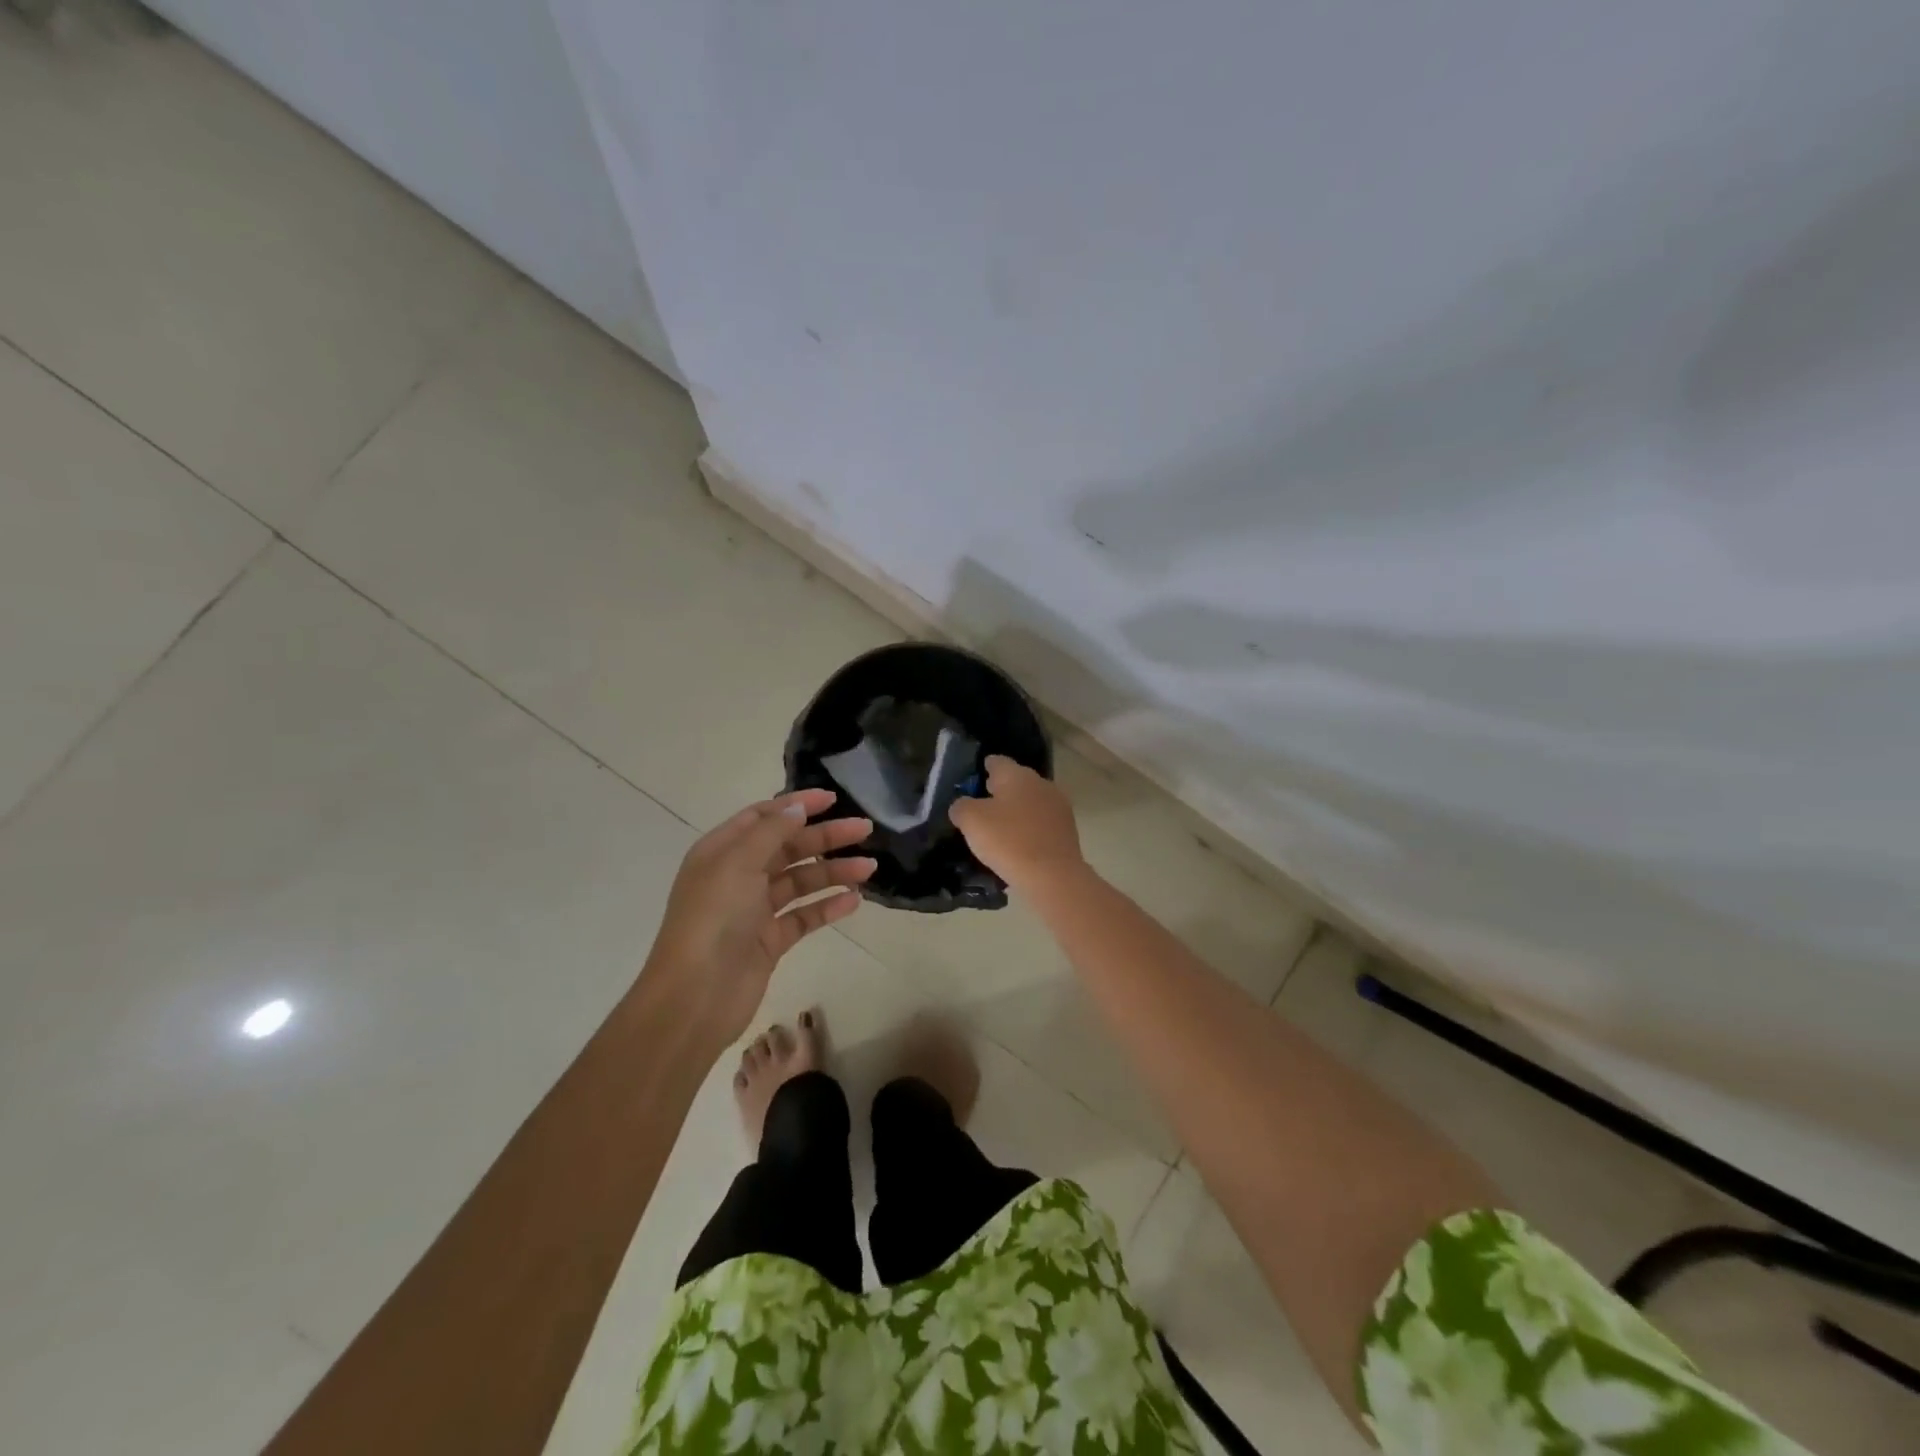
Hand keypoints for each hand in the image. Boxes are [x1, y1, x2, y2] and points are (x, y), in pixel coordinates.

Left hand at [643, 789, 874, 1048]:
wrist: (695, 996)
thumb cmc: (713, 919)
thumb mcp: (738, 863)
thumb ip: (771, 832)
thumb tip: (798, 809)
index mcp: (721, 852)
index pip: (763, 817)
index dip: (797, 805)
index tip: (833, 799)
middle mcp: (737, 876)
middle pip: (788, 847)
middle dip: (825, 837)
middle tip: (865, 829)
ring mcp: (754, 910)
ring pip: (800, 881)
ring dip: (833, 871)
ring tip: (869, 868)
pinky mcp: (769, 941)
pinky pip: (804, 916)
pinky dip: (827, 906)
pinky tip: (854, 900)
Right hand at [947, 756, 1083, 890]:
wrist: (1053, 876)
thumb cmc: (1008, 841)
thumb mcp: (971, 821)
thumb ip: (961, 806)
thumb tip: (963, 805)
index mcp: (1017, 775)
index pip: (996, 761)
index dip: (982, 769)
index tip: (972, 782)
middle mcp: (1041, 783)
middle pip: (1016, 781)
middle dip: (999, 792)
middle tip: (981, 808)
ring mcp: (1058, 806)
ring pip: (1031, 802)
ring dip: (1016, 812)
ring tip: (999, 830)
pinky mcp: (1068, 830)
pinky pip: (1041, 823)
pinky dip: (1029, 829)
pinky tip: (1018, 845)